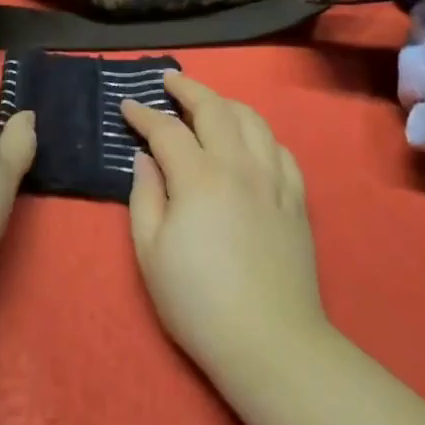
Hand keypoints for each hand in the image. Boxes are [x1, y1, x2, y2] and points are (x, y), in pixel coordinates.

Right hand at [121, 73, 328, 383]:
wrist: (269, 342)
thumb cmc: (198, 301)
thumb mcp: (151, 253)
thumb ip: (145, 196)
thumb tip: (145, 157)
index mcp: (198, 177)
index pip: (167, 130)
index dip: (144, 115)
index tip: (127, 105)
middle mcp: (239, 165)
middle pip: (214, 109)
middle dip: (188, 89)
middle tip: (169, 82)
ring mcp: (273, 180)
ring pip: (252, 121)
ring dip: (226, 103)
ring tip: (209, 103)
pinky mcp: (296, 199)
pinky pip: (281, 150)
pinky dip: (261, 134)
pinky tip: (252, 140)